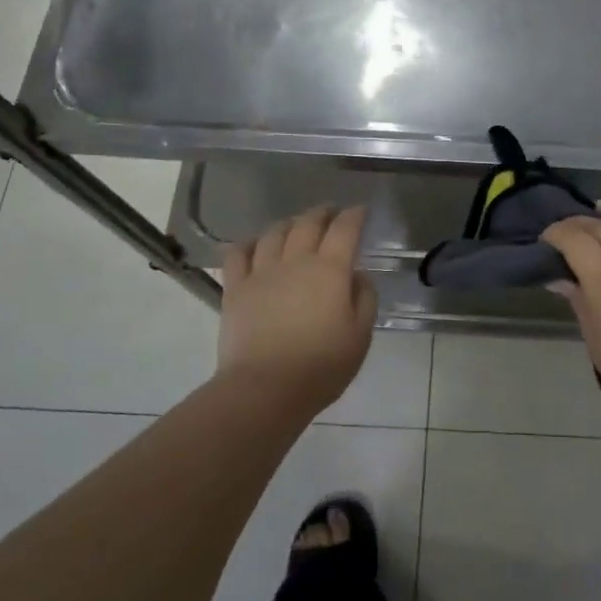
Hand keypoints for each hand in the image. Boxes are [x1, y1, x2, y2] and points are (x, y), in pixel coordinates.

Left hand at [219, 205, 377, 412]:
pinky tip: (254, 244)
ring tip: (296, 226)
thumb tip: (357, 275)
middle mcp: (295, 261)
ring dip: (289, 223)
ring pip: (274, 233)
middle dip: (323, 213)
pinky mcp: (236, 288)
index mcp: (330, 270)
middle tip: (331, 212)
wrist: (266, 389)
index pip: (345, 229)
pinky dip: (248, 243)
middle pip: (308, 223)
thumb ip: (364, 299)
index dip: (354, 215)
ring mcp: (261, 272)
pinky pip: (238, 254)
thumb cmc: (321, 366)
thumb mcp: (360, 336)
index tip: (361, 211)